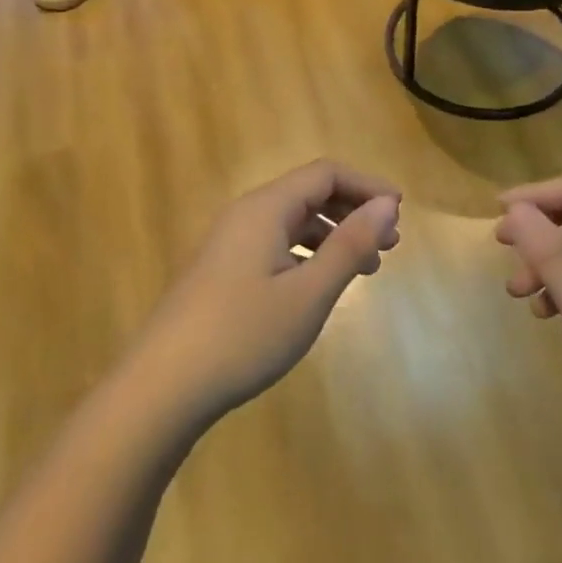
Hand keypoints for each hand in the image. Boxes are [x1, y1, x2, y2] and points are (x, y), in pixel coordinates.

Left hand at [136, 160, 400, 419]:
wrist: (161, 388)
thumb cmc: (243, 335)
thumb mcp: (309, 292)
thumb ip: (350, 244)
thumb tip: (387, 205)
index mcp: (265, 209)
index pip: (325, 174)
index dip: (366, 186)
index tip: (399, 212)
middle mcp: (245, 216)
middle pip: (308, 193)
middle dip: (353, 211)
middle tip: (390, 243)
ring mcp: (228, 245)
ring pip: (292, 222)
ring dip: (333, 236)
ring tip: (366, 268)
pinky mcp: (221, 273)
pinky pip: (275, 246)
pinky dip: (308, 255)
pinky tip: (321, 285)